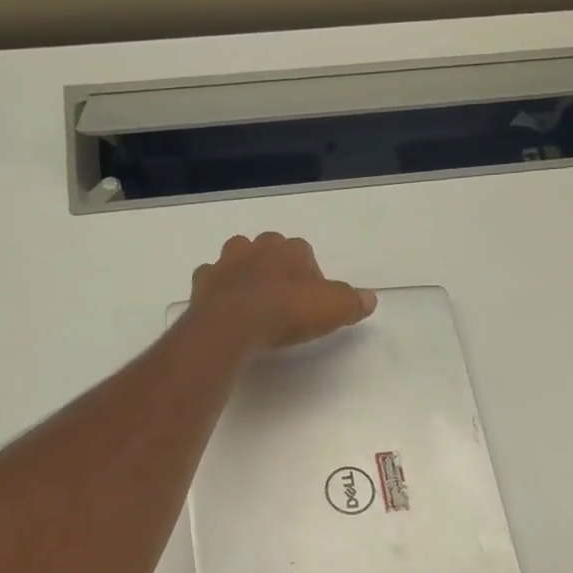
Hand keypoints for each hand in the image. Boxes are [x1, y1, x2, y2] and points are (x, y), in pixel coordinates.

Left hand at [189, 233, 375, 351]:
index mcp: (290, 250)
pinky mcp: (203, 281)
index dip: (310, 278)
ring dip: (246, 274)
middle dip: (276, 269)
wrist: (232, 324)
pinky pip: (212, 280)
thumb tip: (370, 299)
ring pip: (238, 259)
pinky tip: (226, 310)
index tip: (311, 302)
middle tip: (283, 301)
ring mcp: (226, 262)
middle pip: (270, 250)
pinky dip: (218, 290)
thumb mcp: (333, 309)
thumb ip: (352, 302)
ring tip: (254, 303)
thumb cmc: (286, 312)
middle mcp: (257, 247)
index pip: (305, 254)